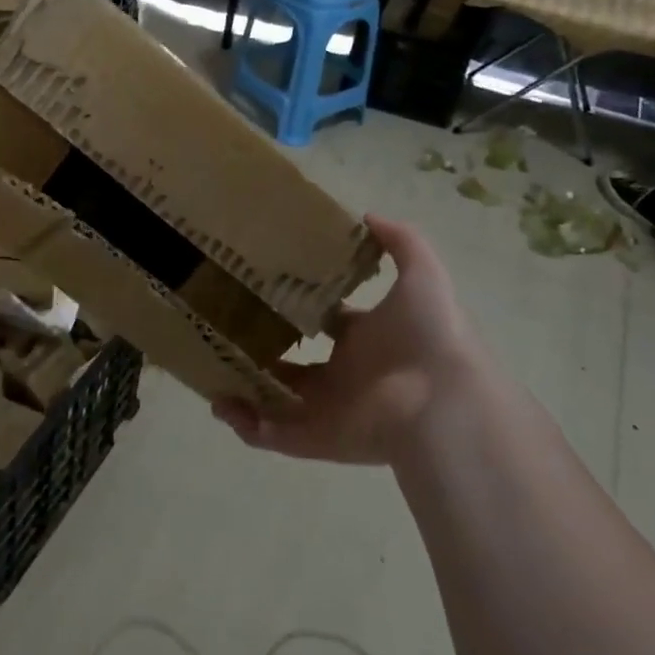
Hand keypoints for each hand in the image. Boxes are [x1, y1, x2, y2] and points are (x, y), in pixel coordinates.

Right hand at [213, 216, 486, 465]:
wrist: (443, 403)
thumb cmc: (429, 334)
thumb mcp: (422, 274)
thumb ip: (399, 241)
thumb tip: (365, 215)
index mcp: (365, 339)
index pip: (326, 323)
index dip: (298, 308)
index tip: (262, 290)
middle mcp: (344, 374)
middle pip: (294, 363)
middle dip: (263, 348)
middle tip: (226, 327)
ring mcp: (327, 409)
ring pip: (275, 399)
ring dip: (244, 387)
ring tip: (210, 367)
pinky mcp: (315, 439)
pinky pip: (270, 435)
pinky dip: (243, 424)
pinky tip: (220, 402)